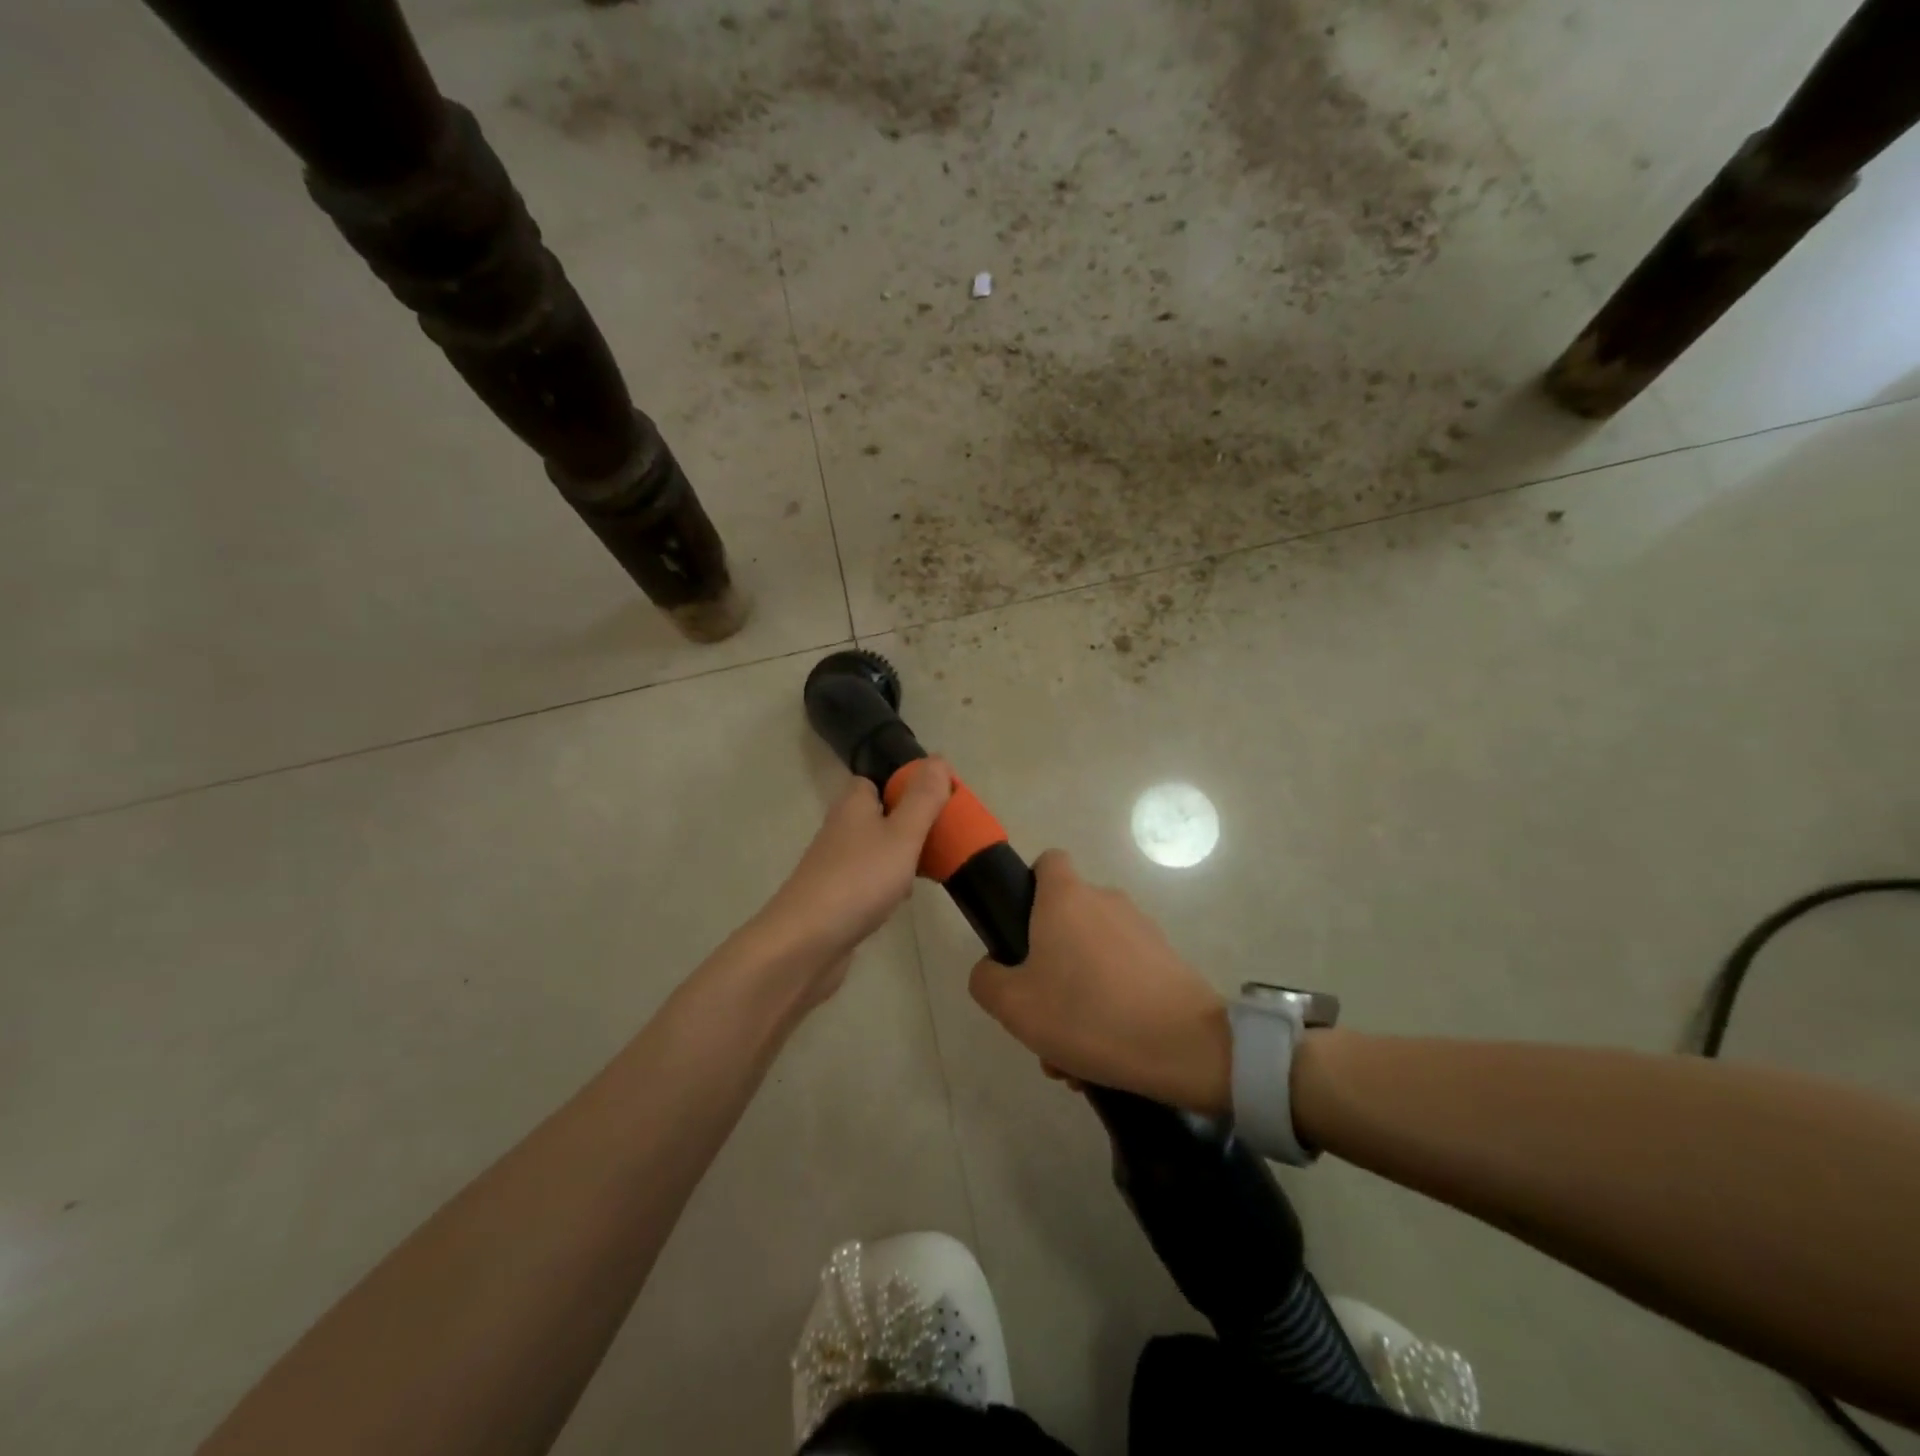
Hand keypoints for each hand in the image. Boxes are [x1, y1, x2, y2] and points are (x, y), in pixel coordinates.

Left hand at [756, 760, 953, 996]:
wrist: (805, 943)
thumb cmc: (858, 880)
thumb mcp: (902, 834)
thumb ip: (923, 799)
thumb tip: (939, 759)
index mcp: (853, 806)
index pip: (878, 781)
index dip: (907, 785)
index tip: (939, 800)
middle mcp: (841, 829)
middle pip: (881, 816)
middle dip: (912, 824)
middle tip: (943, 837)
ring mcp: (836, 865)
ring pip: (877, 849)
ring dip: (903, 856)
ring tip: (933, 869)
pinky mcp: (836, 898)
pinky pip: (870, 880)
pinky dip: (889, 885)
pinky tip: (904, 900)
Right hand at [969, 851, 1231, 1114]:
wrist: (1184, 1045)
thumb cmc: (1088, 1012)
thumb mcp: (1013, 1005)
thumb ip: (986, 979)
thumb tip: (993, 969)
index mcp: (1066, 897)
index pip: (1047, 862)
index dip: (1029, 889)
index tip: (1021, 932)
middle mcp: (1105, 901)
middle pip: (1065, 922)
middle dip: (1048, 968)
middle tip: (1040, 1020)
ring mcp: (1141, 930)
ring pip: (1092, 958)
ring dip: (1077, 998)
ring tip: (1073, 1056)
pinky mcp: (1167, 961)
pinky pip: (1123, 977)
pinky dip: (1110, 1007)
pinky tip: (1105, 1055)